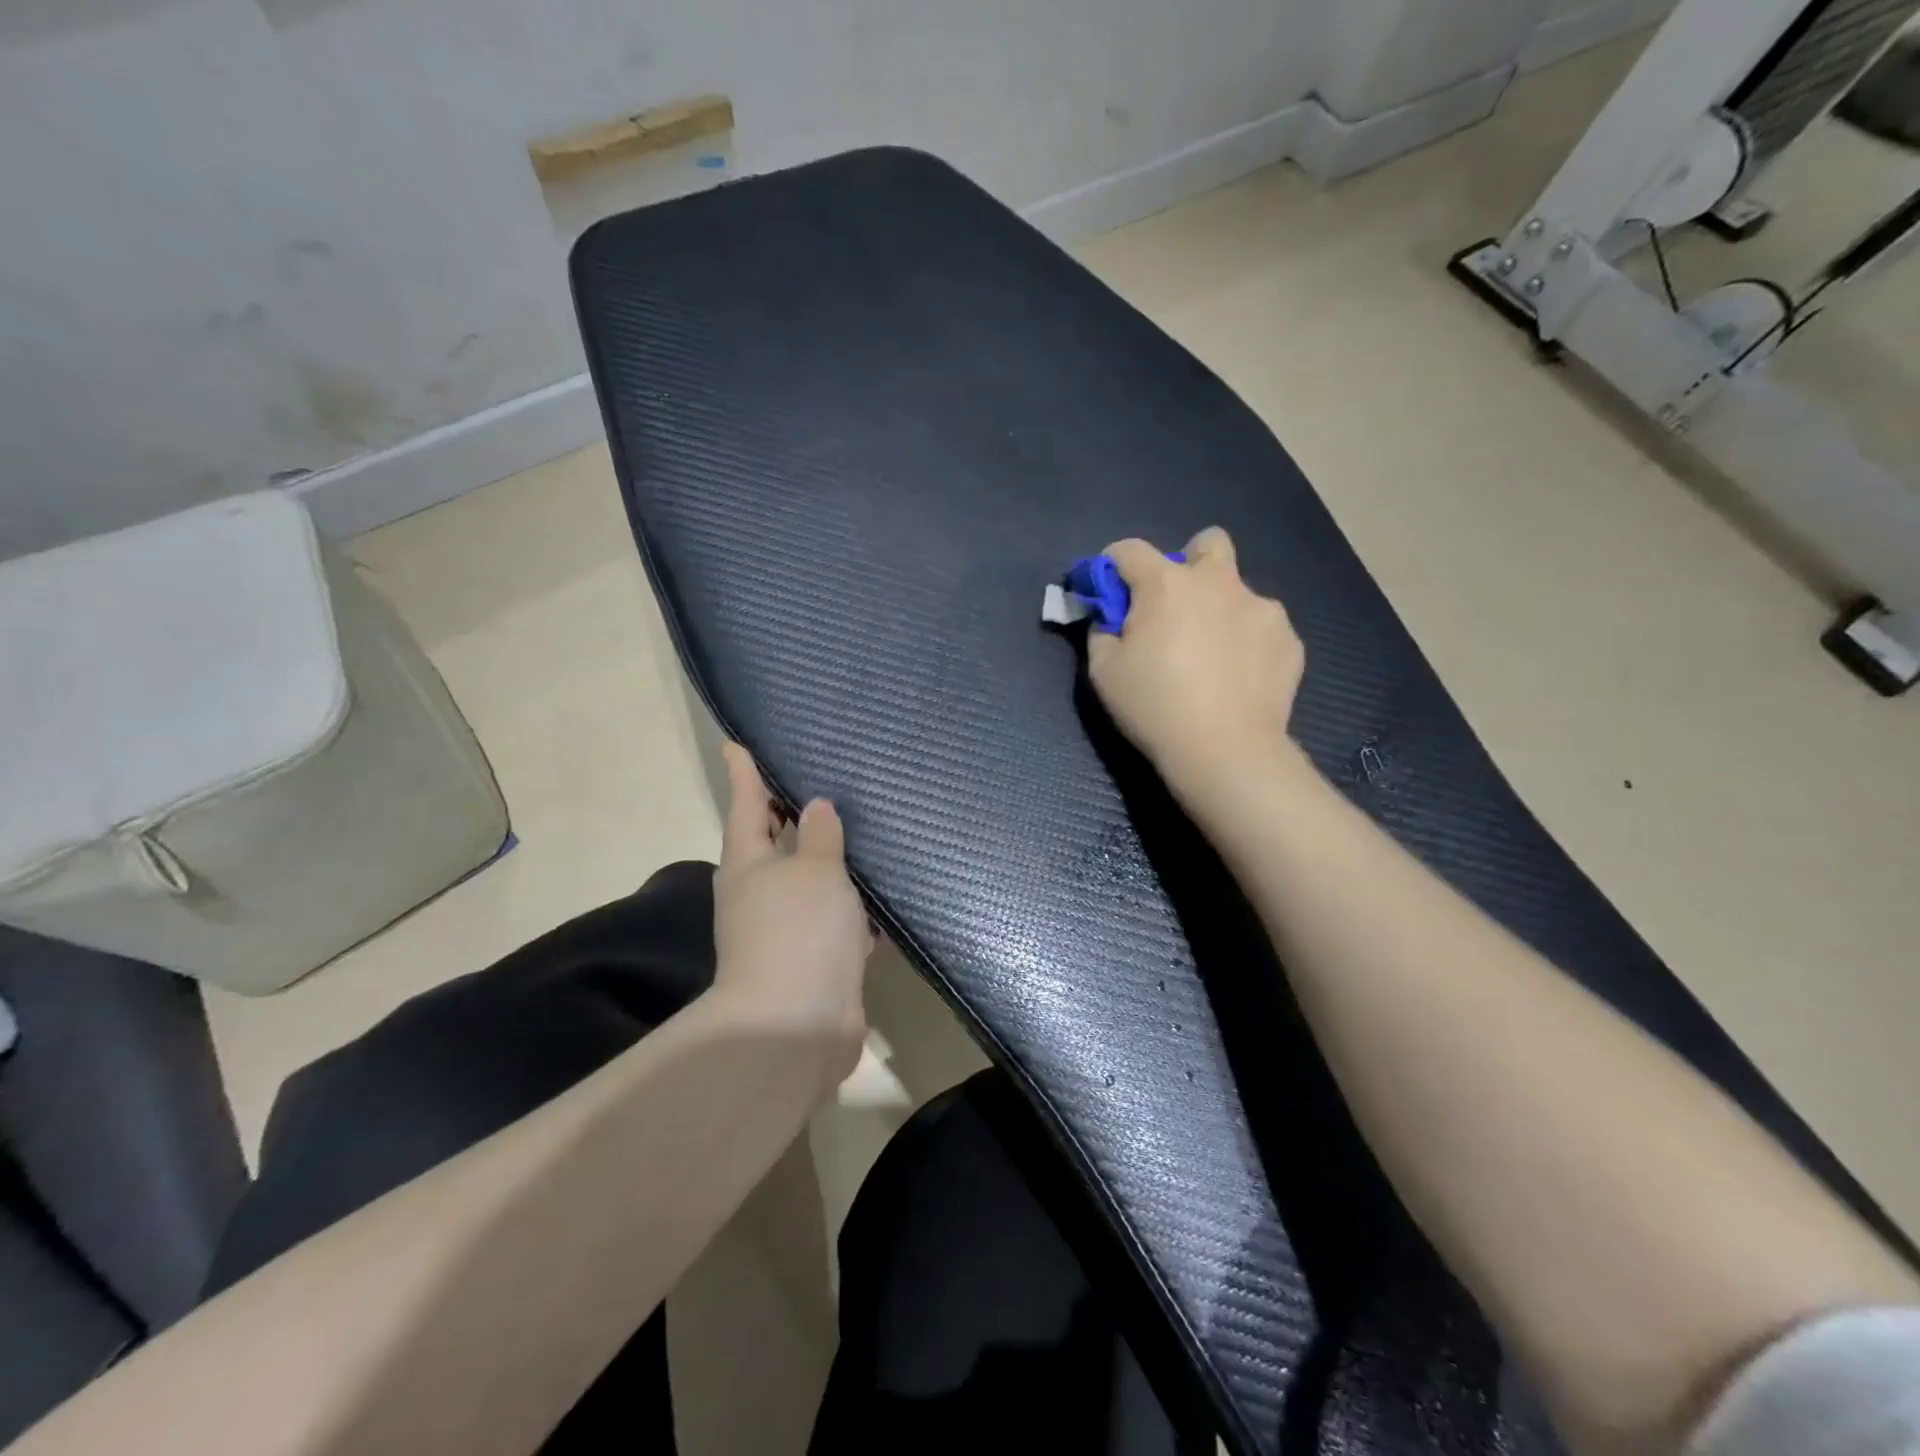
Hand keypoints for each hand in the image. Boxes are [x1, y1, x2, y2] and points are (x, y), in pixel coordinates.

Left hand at [712, 744, 871, 1080]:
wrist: (796, 1028)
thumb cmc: (799, 931)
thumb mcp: (814, 870)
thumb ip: (818, 836)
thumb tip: (814, 808)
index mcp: (748, 865)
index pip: (747, 805)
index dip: (744, 774)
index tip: (735, 745)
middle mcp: (759, 895)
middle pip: (774, 847)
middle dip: (791, 820)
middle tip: (818, 788)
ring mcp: (784, 933)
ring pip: (809, 886)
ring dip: (829, 868)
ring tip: (861, 837)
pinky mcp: (813, 964)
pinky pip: (835, 924)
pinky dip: (853, 911)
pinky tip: (882, 900)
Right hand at [1087, 528, 1304, 802]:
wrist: (1225, 750)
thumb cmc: (1154, 707)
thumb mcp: (1103, 672)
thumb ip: (1101, 632)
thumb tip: (1110, 619)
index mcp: (1166, 584)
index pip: (1130, 550)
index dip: (1112, 564)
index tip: (1108, 588)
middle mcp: (1218, 582)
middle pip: (1206, 542)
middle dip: (1188, 561)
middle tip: (1175, 606)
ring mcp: (1261, 607)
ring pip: (1237, 589)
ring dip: (1219, 608)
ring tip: (1211, 655)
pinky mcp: (1288, 638)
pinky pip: (1261, 625)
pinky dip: (1246, 640)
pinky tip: (1238, 676)